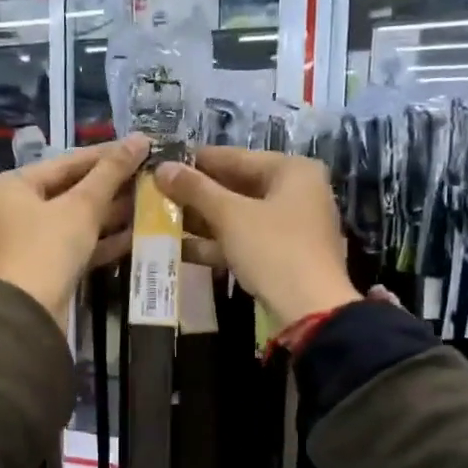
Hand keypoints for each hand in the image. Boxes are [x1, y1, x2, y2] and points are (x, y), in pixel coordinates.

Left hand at [0, 135, 148, 324]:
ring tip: (149, 202)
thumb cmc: (48, 248)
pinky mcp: (43, 268)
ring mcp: (28, 241)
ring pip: (75, 220)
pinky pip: (75, 245)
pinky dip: (101, 240)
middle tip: (148, 176)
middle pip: (70, 191)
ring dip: (110, 214)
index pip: (66, 162)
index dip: (106, 154)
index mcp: (12, 186)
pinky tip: (136, 234)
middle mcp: (14, 210)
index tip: (139, 147)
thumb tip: (139, 139)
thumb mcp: (82, 206)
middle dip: (111, 187)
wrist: (29, 313)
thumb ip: (111, 171)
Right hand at [153, 148, 360, 327]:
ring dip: (202, 221)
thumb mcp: (230, 216)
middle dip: (197, 194)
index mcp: (292, 171)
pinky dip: (216, 243)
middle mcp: (296, 193)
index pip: (236, 157)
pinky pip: (243, 241)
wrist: (310, 310)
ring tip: (160, 219)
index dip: (197, 161)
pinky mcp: (281, 257)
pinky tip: (179, 248)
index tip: (163, 163)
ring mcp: (290, 227)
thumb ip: (195, 189)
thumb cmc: (274, 249)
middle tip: (157, 193)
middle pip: (237, 187)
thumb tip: (162, 168)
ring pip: (238, 217)